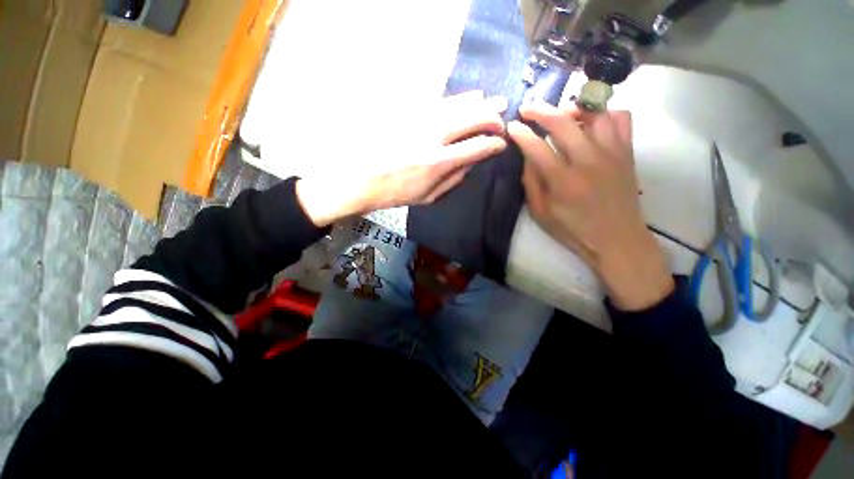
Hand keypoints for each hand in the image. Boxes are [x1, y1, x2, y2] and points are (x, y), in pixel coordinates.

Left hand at [296, 91, 506, 226]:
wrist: (361, 177)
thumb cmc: (396, 193)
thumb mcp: (428, 196)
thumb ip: (453, 179)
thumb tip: (471, 162)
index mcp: (438, 162)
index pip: (476, 147)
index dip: (493, 144)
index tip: (501, 144)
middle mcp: (432, 136)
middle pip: (471, 118)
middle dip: (492, 118)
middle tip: (503, 119)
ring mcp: (420, 120)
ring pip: (458, 104)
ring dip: (480, 102)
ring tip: (494, 101)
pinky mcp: (410, 111)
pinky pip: (441, 101)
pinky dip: (459, 99)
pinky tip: (469, 97)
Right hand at [507, 104, 672, 310]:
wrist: (616, 239)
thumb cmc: (573, 230)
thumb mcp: (540, 213)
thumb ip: (531, 183)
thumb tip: (527, 156)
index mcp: (563, 182)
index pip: (536, 147)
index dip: (521, 134)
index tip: (511, 126)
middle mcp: (588, 161)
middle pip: (563, 122)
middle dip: (540, 110)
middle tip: (527, 108)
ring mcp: (612, 153)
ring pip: (594, 113)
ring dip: (572, 107)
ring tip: (560, 113)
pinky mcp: (627, 152)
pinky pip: (620, 118)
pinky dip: (604, 114)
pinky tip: (591, 123)